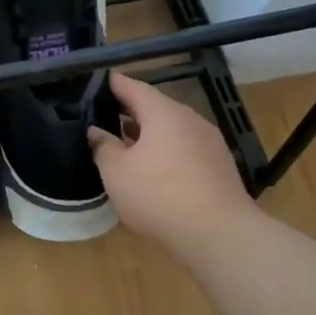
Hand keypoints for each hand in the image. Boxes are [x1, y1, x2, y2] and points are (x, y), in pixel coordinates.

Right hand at [89, 71, 256, 263]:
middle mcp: (190, 119)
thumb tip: (96, 131)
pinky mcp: (219, 166)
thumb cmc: (159, 195)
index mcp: (163, 113)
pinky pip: (184, 148)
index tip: (99, 80)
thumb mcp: (117, 172)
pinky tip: (152, 169)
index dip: (115, 84)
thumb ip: (103, 147)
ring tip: (124, 143)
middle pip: (156, 107)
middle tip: (105, 114)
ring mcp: (209, 142)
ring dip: (148, 133)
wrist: (218, 233)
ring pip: (171, 129)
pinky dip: (165, 151)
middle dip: (130, 110)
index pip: (134, 87)